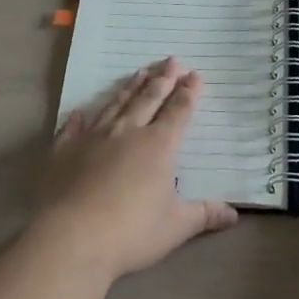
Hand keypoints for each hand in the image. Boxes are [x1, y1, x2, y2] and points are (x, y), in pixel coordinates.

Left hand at [33, 57, 238, 281]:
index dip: (188, 92)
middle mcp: (128, 132)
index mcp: (159, 146)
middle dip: (163, 79)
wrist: (71, 238)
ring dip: (130, 88)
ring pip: (116, 105)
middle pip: (149, 99)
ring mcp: (93, 138)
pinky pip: (73, 128)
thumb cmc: (131, 232)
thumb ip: (204, 215)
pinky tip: (80, 111)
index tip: (194, 74)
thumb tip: (234, 215)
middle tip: (171, 60)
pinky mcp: (64, 151)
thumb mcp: (176, 227)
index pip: (178, 111)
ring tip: (140, 72)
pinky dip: (78, 118)